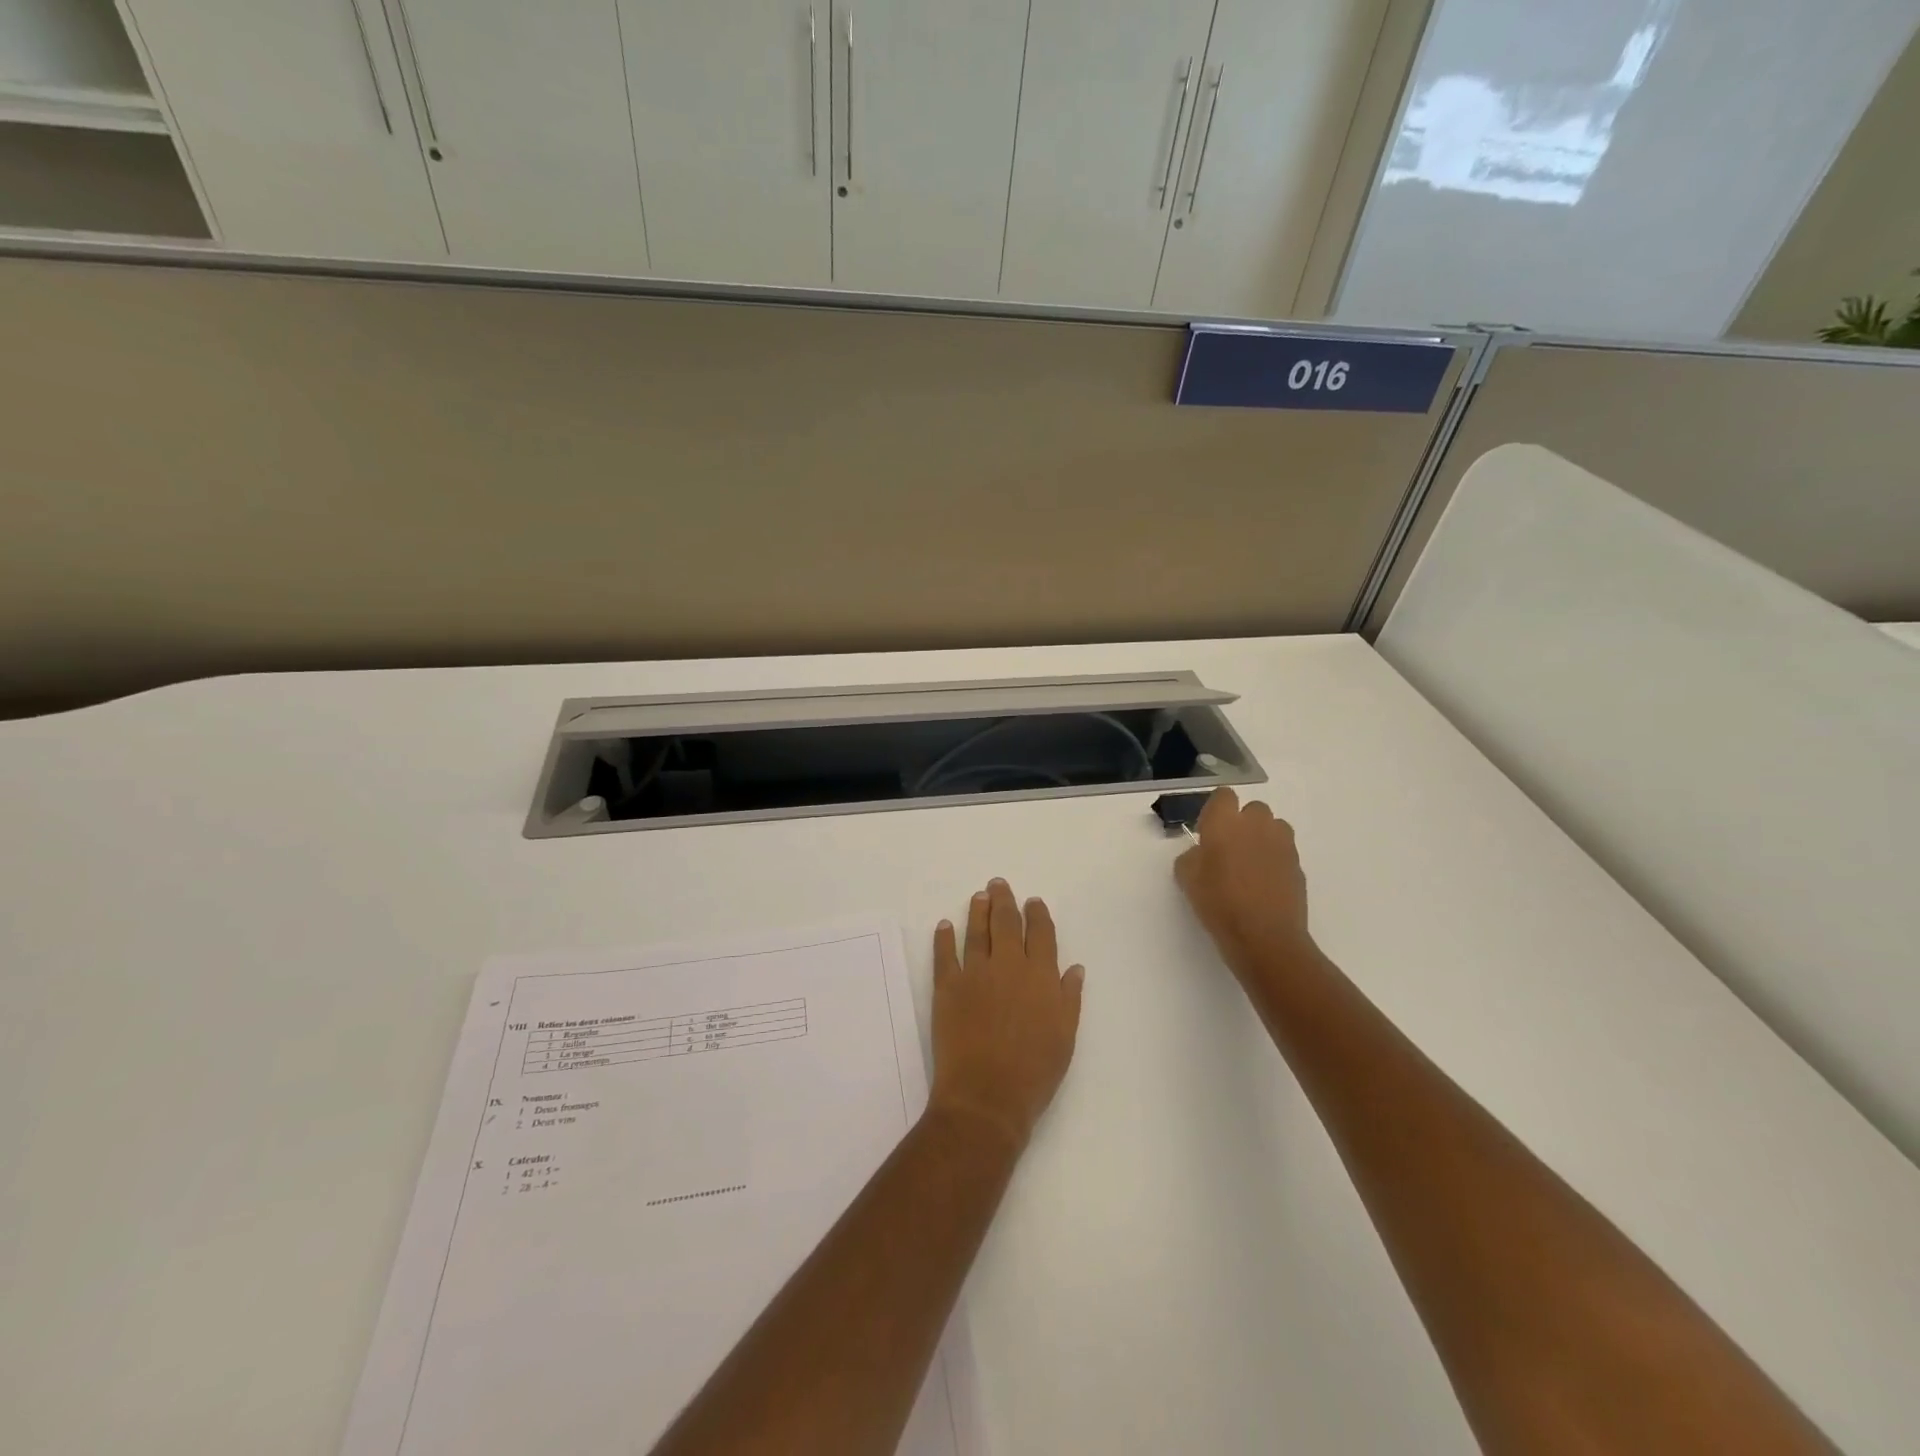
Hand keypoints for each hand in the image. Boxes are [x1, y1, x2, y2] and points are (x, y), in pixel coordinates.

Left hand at [928, 879, 1084, 1153]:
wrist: (987, 1096)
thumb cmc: (1034, 1072)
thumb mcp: (1065, 1037)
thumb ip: (1069, 998)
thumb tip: (1074, 967)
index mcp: (1041, 976)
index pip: (1040, 934)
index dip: (1037, 914)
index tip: (1033, 901)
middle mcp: (1008, 966)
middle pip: (1006, 923)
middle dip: (1004, 901)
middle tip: (999, 884)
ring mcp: (975, 973)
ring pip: (976, 932)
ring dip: (978, 911)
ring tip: (979, 896)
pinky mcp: (947, 987)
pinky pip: (945, 954)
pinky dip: (944, 937)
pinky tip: (945, 925)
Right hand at [1174, 787, 1316, 982]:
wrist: (1265, 937)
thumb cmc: (1218, 903)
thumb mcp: (1186, 879)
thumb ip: (1191, 856)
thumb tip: (1202, 853)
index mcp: (1225, 822)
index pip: (1223, 796)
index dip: (1216, 811)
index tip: (1208, 832)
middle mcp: (1257, 825)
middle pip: (1253, 809)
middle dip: (1243, 822)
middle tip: (1229, 850)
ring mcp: (1282, 844)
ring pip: (1274, 827)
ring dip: (1262, 838)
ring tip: (1250, 865)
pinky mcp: (1298, 865)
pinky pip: (1284, 852)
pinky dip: (1275, 861)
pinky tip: (1264, 885)